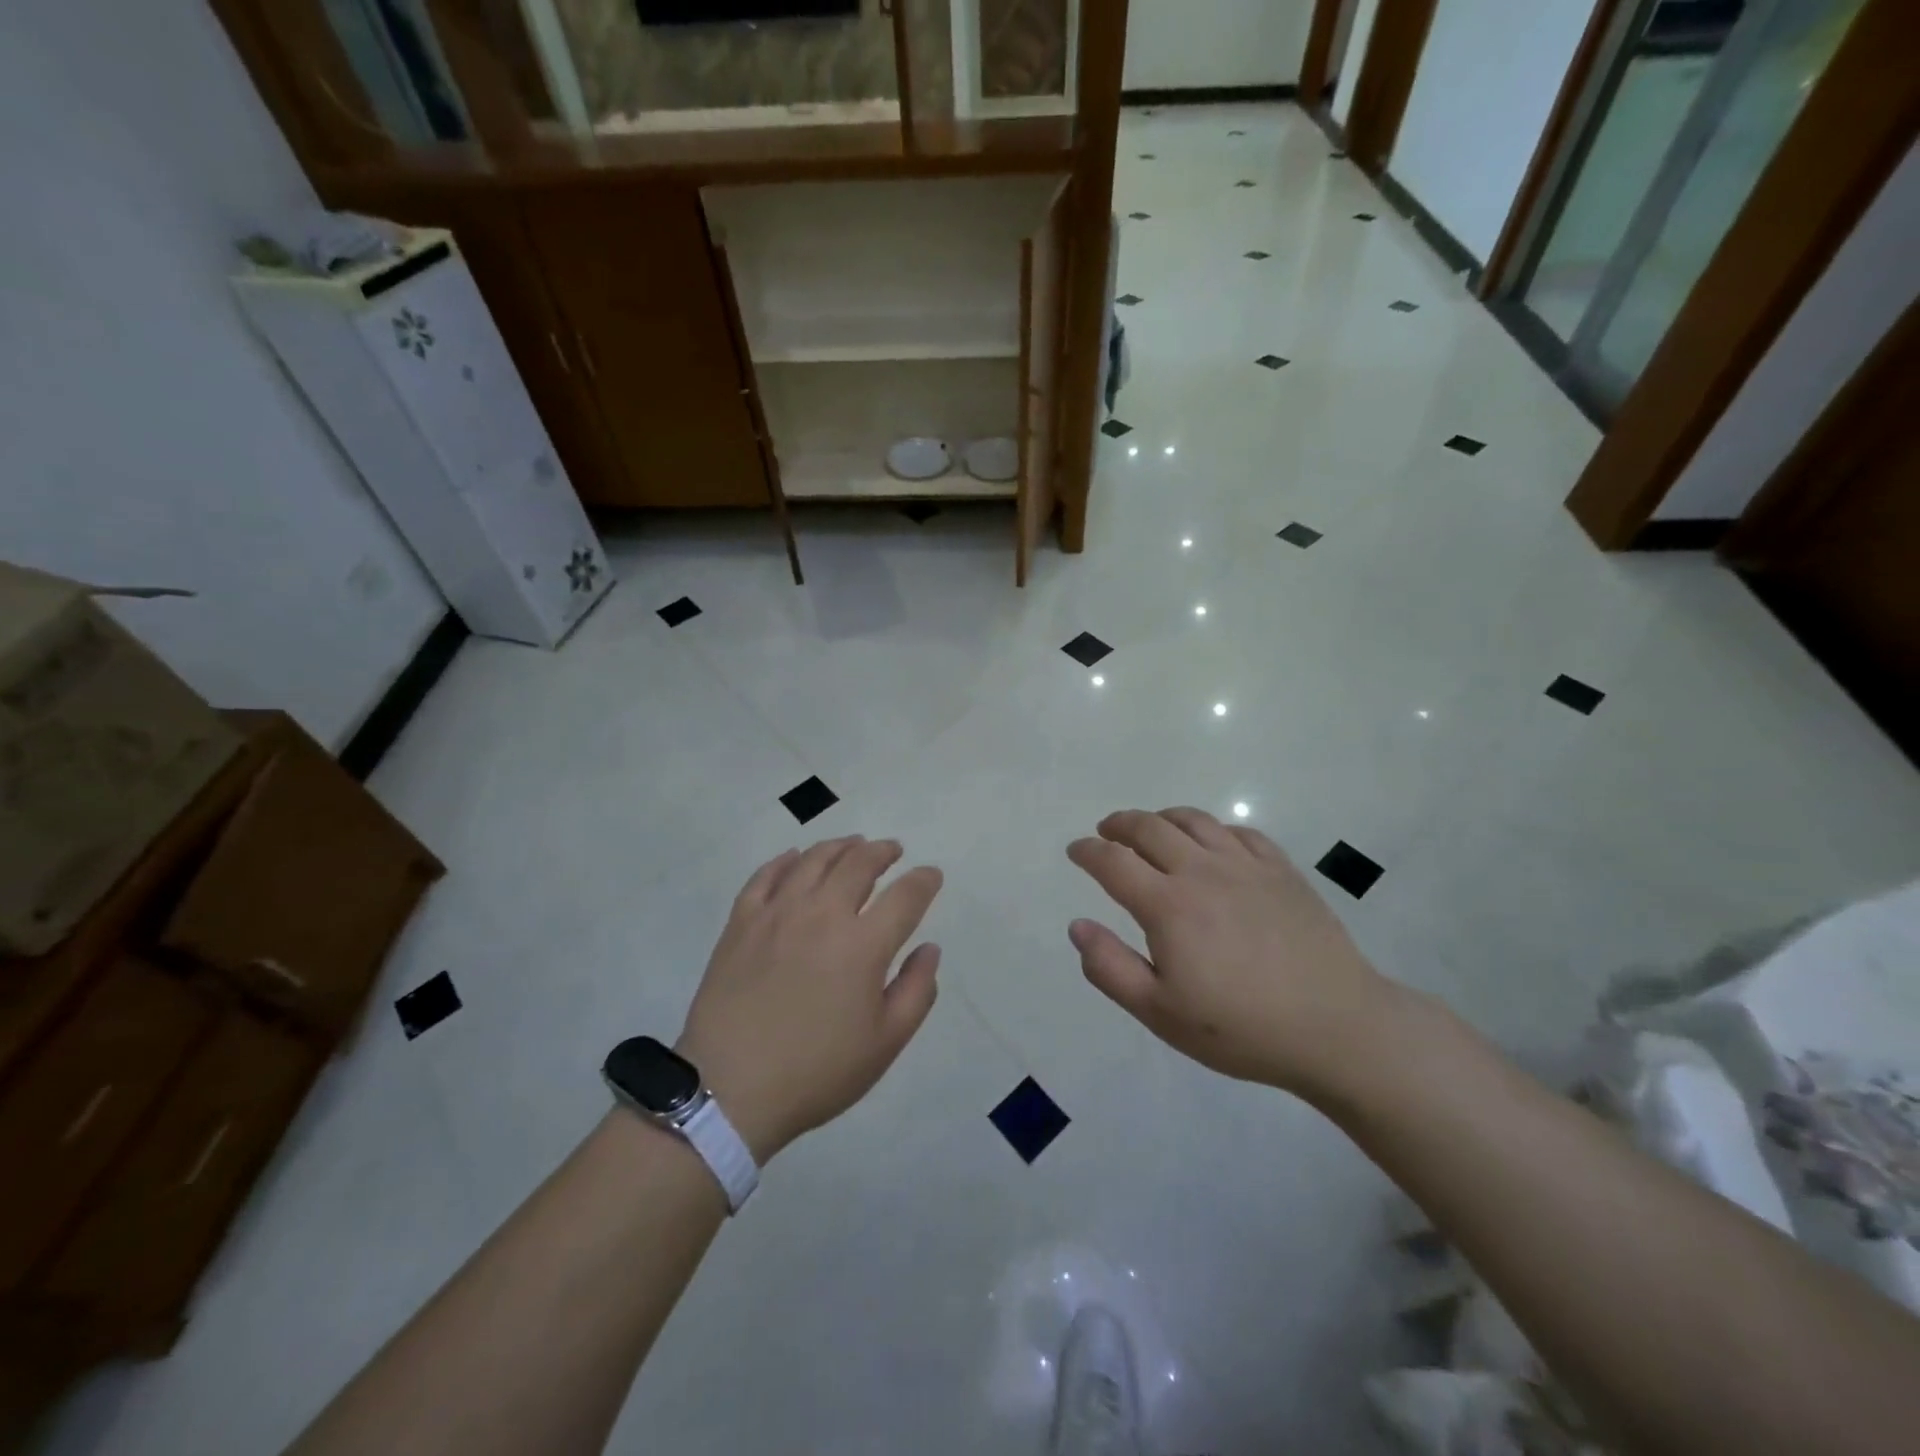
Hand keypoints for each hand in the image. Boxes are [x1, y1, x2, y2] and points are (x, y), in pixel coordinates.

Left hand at [676, 837, 942, 1162]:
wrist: (730, 1089)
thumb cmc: (816, 1072)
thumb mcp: (885, 1043)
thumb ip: (916, 990)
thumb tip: (929, 949)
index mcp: (863, 944)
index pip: (905, 896)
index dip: (924, 881)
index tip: (931, 876)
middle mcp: (822, 914)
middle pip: (858, 864)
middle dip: (882, 851)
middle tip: (892, 850)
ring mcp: (777, 913)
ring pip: (813, 860)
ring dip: (840, 847)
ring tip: (852, 845)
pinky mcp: (741, 922)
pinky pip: (766, 875)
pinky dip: (786, 860)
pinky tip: (795, 858)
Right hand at [1066, 808, 1403, 1100]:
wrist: (1336, 1027)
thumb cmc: (1241, 1028)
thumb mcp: (1160, 1012)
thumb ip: (1110, 967)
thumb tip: (1078, 925)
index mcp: (1167, 904)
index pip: (1113, 861)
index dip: (1088, 851)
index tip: (1075, 850)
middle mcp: (1202, 870)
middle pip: (1150, 827)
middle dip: (1119, 824)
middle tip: (1106, 831)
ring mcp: (1246, 865)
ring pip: (1194, 820)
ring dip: (1162, 817)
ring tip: (1151, 828)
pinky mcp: (1282, 870)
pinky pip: (1239, 831)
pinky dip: (1213, 828)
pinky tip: (1212, 842)